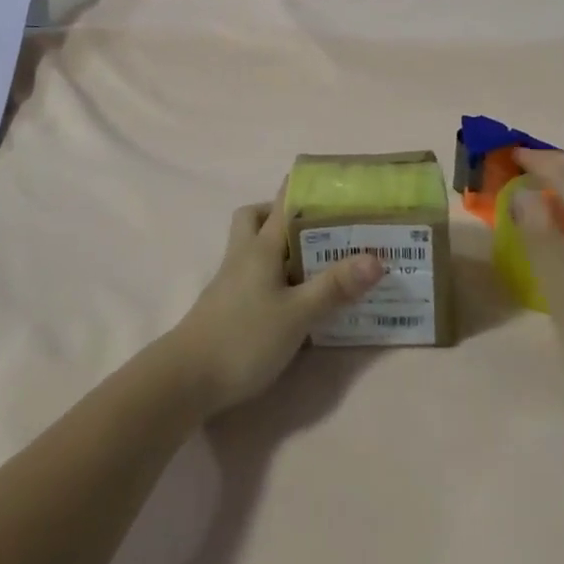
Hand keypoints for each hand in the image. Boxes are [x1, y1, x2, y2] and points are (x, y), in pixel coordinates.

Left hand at [166, 197, 385, 416]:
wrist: (186, 380)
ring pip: (253, 246)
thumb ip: (334, 287)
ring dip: (279, 246)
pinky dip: (274, 275)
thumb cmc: (244, 338)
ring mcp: (231, 280)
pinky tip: (294, 297)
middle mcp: (243, 255)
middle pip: (257, 217)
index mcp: (261, 246)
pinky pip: (254, 274)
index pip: (282, 202)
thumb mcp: (297, 314)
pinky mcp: (228, 305)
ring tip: (315, 262)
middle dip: (284, 215)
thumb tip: (377, 258)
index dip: (304, 187)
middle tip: (318, 228)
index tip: (332, 184)